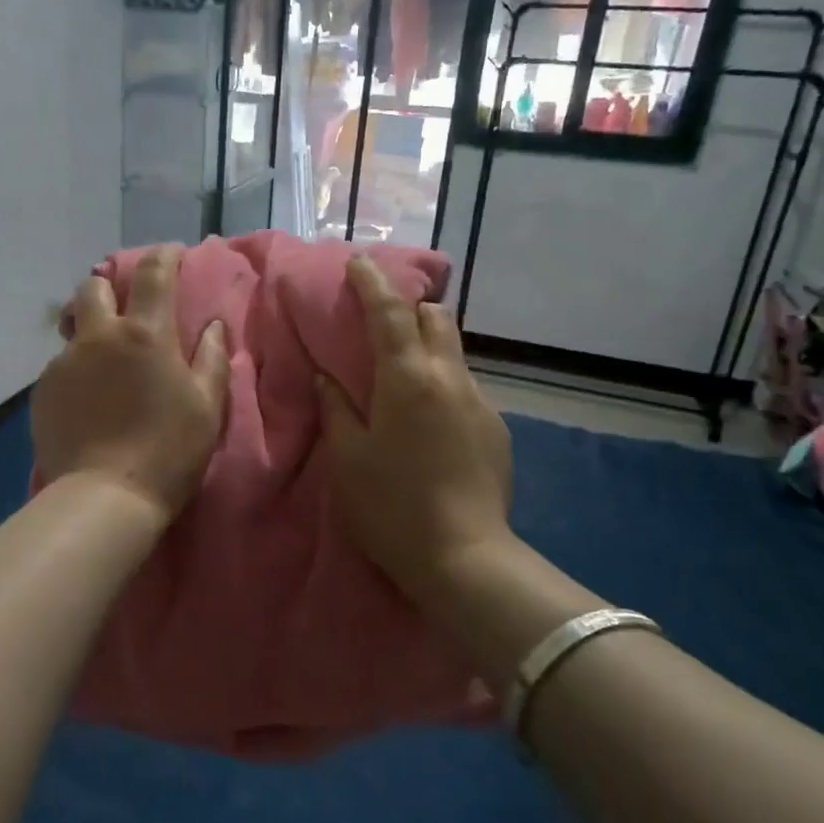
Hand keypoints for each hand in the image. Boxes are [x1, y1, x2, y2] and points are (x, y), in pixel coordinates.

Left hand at [33, 246, 230, 521]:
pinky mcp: (43, 391)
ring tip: (105, 362)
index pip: (153, 274)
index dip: (164, 256)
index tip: (172, 253)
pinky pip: (62, 365)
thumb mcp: (207, 407)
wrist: (104, 497)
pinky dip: (78, 370)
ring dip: (91, 331)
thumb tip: (213, 325)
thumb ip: (212, 358)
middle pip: (94, 286)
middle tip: (126, 308)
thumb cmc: (168, 452)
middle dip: (110, 286)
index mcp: (145, 334)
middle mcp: (99, 337)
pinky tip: (89, 400)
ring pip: (74, 328)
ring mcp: (65, 363)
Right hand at [316, 257, 517, 603]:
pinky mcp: (497, 430)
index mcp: (408, 378)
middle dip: (410, 308)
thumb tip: (327, 376)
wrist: (464, 559)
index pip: (390, 312)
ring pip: (453, 354)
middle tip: (382, 320)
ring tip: (401, 377)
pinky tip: (427, 423)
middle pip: (436, 318)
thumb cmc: (391, 506)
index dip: (372, 283)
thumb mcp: (348, 457)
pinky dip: (441, 386)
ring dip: (426, 349)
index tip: (359, 263)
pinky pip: (464, 390)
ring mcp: (480, 403)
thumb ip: (337, 407)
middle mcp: (450, 378)